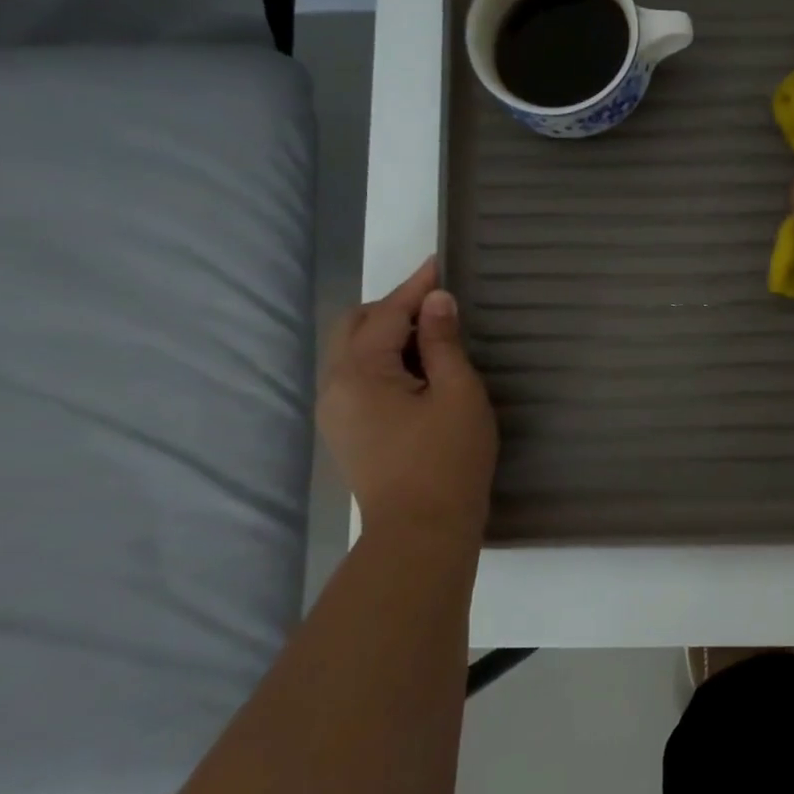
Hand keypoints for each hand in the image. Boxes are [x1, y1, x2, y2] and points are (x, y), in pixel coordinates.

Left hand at [317, 257, 497, 561]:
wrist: (421, 532)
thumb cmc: (447, 459)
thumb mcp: (458, 393)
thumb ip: (444, 342)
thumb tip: (437, 301)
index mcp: (360, 373)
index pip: (387, 314)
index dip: (416, 287)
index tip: (440, 262)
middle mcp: (335, 387)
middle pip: (355, 326)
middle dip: (393, 306)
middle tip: (437, 301)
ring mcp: (336, 412)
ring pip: (354, 352)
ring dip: (388, 333)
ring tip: (433, 331)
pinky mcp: (347, 432)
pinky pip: (359, 377)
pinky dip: (385, 359)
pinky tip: (418, 368)